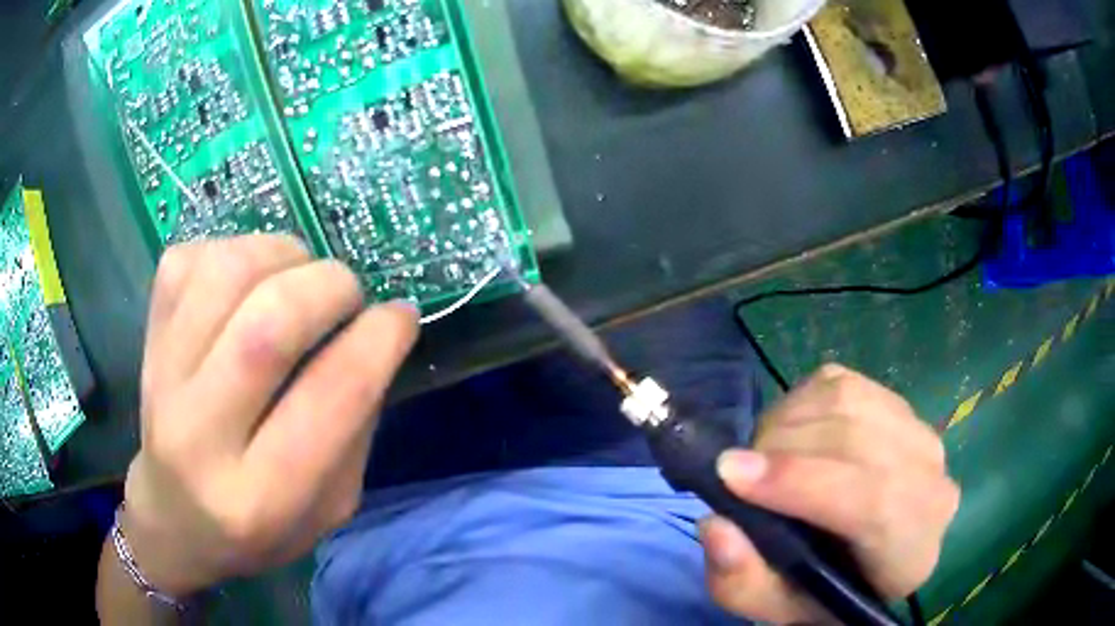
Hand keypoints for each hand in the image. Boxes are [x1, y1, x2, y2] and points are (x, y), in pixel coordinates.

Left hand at [120, 234, 417, 595]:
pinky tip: (249, 280)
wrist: (174, 518)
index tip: (401, 316)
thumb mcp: (330, 509)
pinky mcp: (146, 339)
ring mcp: (162, 378)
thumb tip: (373, 338)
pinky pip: (189, 259)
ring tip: (299, 276)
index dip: (378, 340)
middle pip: (267, 325)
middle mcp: (200, 436)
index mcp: (261, 496)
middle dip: (329, 287)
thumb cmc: (259, 529)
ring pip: (224, 274)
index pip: (329, 398)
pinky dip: (234, 250)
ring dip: (281, 255)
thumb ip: (355, 430)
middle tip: (349, 294)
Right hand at [699, 365, 959, 623]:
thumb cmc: (822, 591)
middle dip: (782, 447)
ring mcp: (920, 435)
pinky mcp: (898, 403)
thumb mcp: (774, 607)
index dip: (801, 482)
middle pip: (859, 441)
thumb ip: (742, 584)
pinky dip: (799, 402)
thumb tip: (716, 525)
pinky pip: (842, 383)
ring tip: (761, 455)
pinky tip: (787, 435)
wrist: (865, 562)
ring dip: (786, 421)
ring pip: (848, 402)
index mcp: (911, 552)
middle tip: (736, 470)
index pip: (873, 501)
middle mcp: (932, 485)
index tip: (731, 474)